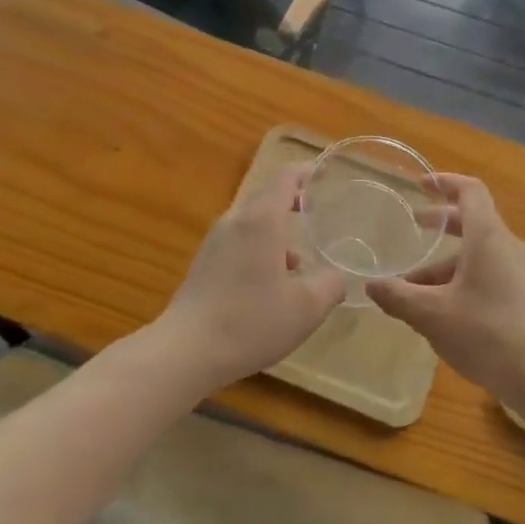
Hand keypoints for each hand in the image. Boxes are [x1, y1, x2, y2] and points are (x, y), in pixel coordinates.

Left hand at [152, 166, 347, 392]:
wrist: (186, 351)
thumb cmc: (251, 322)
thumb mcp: (307, 308)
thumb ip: (331, 285)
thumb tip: (338, 275)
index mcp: (262, 219)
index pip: (285, 177)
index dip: (307, 171)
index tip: (325, 174)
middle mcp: (236, 220)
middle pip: (267, 196)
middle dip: (294, 201)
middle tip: (319, 213)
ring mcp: (215, 241)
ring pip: (252, 221)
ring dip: (277, 231)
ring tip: (301, 261)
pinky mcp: (204, 262)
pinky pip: (239, 240)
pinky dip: (260, 247)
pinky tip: (271, 283)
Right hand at [367, 175, 524, 407]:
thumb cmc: (488, 334)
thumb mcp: (433, 316)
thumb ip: (399, 297)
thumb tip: (370, 286)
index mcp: (488, 237)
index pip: (470, 191)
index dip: (445, 182)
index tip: (421, 184)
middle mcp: (508, 247)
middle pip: (474, 222)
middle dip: (441, 223)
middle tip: (414, 227)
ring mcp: (522, 274)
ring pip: (479, 255)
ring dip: (446, 264)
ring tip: (414, 289)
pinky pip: (490, 276)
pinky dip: (463, 281)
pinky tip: (443, 313)